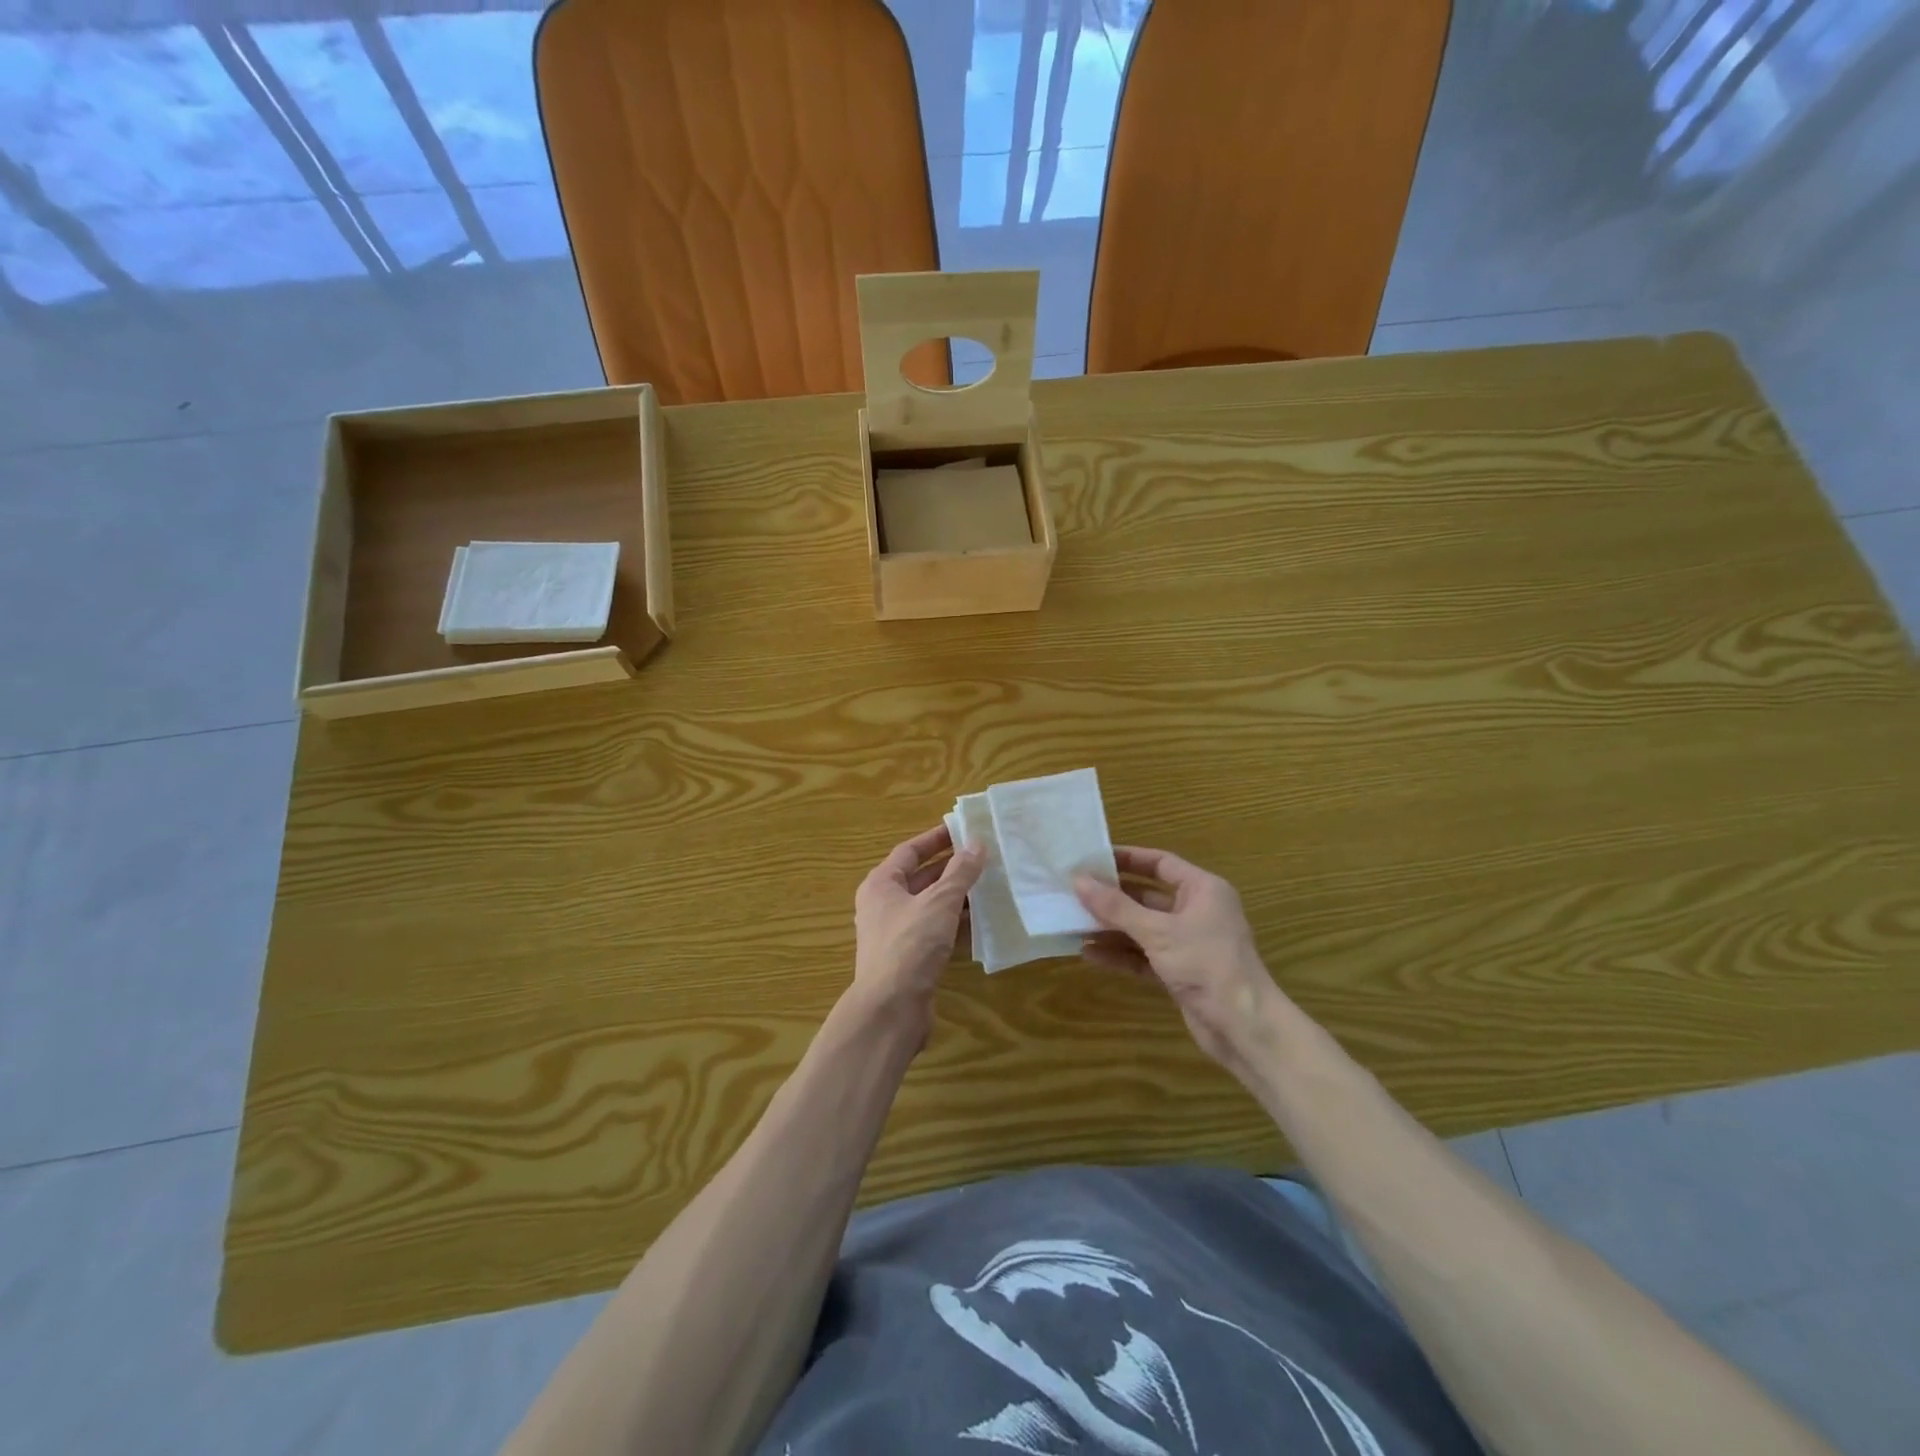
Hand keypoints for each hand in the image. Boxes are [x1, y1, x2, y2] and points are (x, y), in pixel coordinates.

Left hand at [853, 824, 984, 1023]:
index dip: (936, 839)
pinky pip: (933, 929)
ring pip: (929, 905)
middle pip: (919, 877)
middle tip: (983, 857)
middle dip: (950, 867)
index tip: (964, 830)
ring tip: (989, 884)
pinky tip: (980, 920)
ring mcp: (894, 933)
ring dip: (955, 895)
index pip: (909, 851)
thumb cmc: (911, 944)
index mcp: (881, 884)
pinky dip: (954, 922)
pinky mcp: (908, 958)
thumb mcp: (939, 902)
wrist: (891, 1008)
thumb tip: (976, 843)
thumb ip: (960, 872)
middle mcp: (883, 905)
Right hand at [1076, 847, 1283, 1074]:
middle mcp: (1197, 912)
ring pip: (1143, 928)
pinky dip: (1121, 954)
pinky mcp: (1180, 973)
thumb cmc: (1205, 964)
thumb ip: (1116, 907)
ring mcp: (1188, 944)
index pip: (1160, 863)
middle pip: (1147, 896)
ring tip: (1073, 923)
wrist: (1243, 1027)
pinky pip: (1144, 956)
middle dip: (1112, 898)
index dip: (1127, 858)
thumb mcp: (1157, 931)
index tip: (1092, 858)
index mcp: (1202, 890)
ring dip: (1111, 928)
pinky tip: (1089, 954)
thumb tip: (1078, 880)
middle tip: (1075, 892)